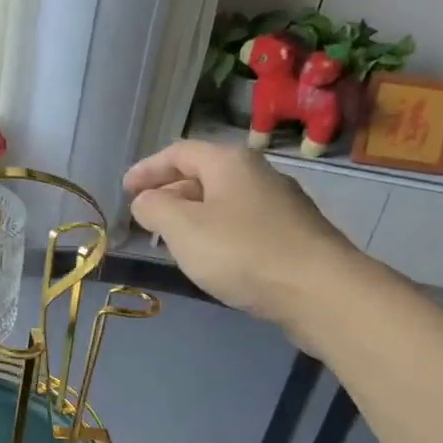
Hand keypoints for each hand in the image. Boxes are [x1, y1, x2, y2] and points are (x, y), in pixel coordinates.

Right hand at [125, 140, 359, 335]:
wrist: (317, 290)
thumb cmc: (241, 252)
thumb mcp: (183, 228)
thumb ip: (155, 209)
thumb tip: (145, 200)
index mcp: (229, 162)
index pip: (179, 153)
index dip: (148, 169)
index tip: (125, 189)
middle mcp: (257, 174)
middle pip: (203, 175)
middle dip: (170, 193)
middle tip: (145, 217)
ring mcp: (279, 205)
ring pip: (223, 202)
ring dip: (192, 216)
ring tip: (172, 240)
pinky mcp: (291, 235)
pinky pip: (241, 225)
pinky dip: (216, 233)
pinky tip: (211, 258)